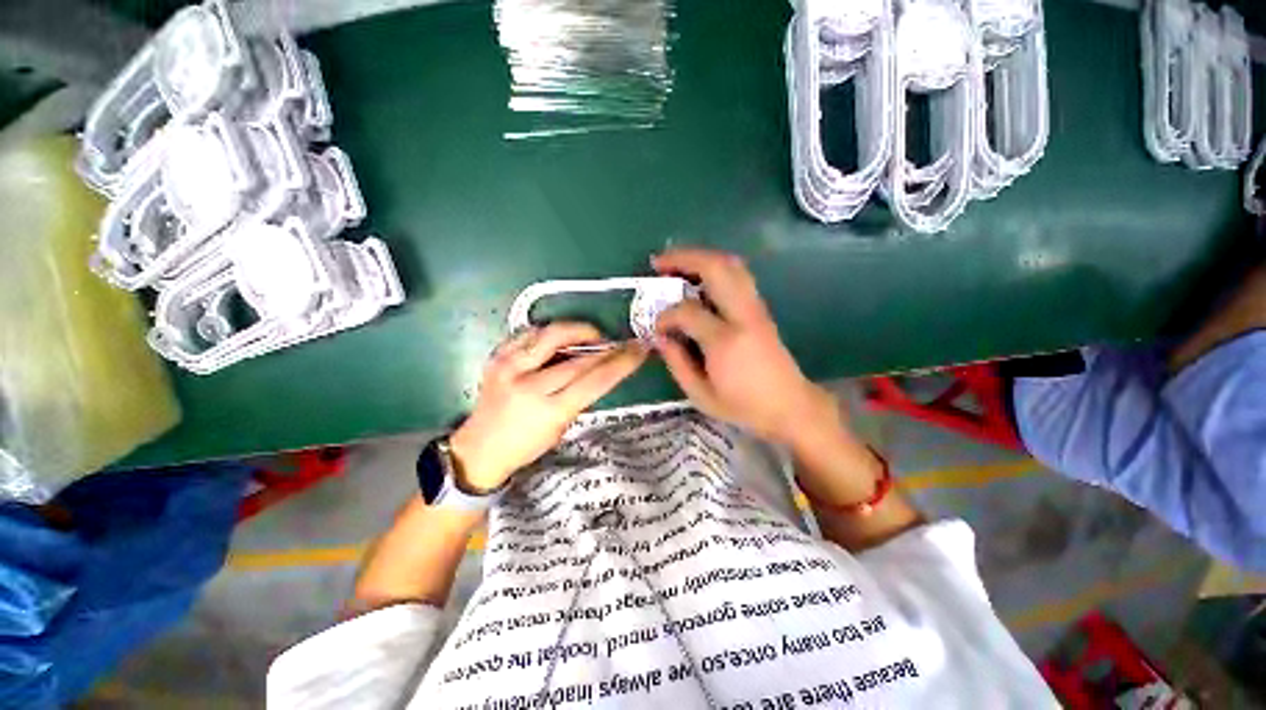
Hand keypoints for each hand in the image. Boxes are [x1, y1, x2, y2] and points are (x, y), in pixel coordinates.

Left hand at [450, 322, 646, 492]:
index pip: (595, 380)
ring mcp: (509, 367)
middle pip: (578, 357)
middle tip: (621, 341)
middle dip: (606, 346)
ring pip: (552, 334)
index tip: (639, 349)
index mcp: (549, 410)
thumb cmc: (526, 445)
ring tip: (592, 336)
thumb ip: (580, 397)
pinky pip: (529, 333)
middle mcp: (529, 385)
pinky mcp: (496, 357)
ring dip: (578, 331)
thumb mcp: (561, 428)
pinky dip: (549, 332)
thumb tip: (600, 368)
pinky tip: (559, 337)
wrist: (478, 448)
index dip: (621, 362)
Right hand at [652, 248, 837, 447]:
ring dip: (700, 257)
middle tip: (658, 262)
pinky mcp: (761, 309)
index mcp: (725, 341)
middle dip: (683, 258)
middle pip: (715, 268)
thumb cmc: (743, 406)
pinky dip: (715, 267)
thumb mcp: (701, 395)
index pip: (687, 312)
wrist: (790, 406)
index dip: (665, 315)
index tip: (656, 327)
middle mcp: (743, 316)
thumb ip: (677, 363)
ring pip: (731, 265)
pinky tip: (699, 277)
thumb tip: (660, 336)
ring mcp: (756, 308)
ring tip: (676, 263)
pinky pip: (738, 275)